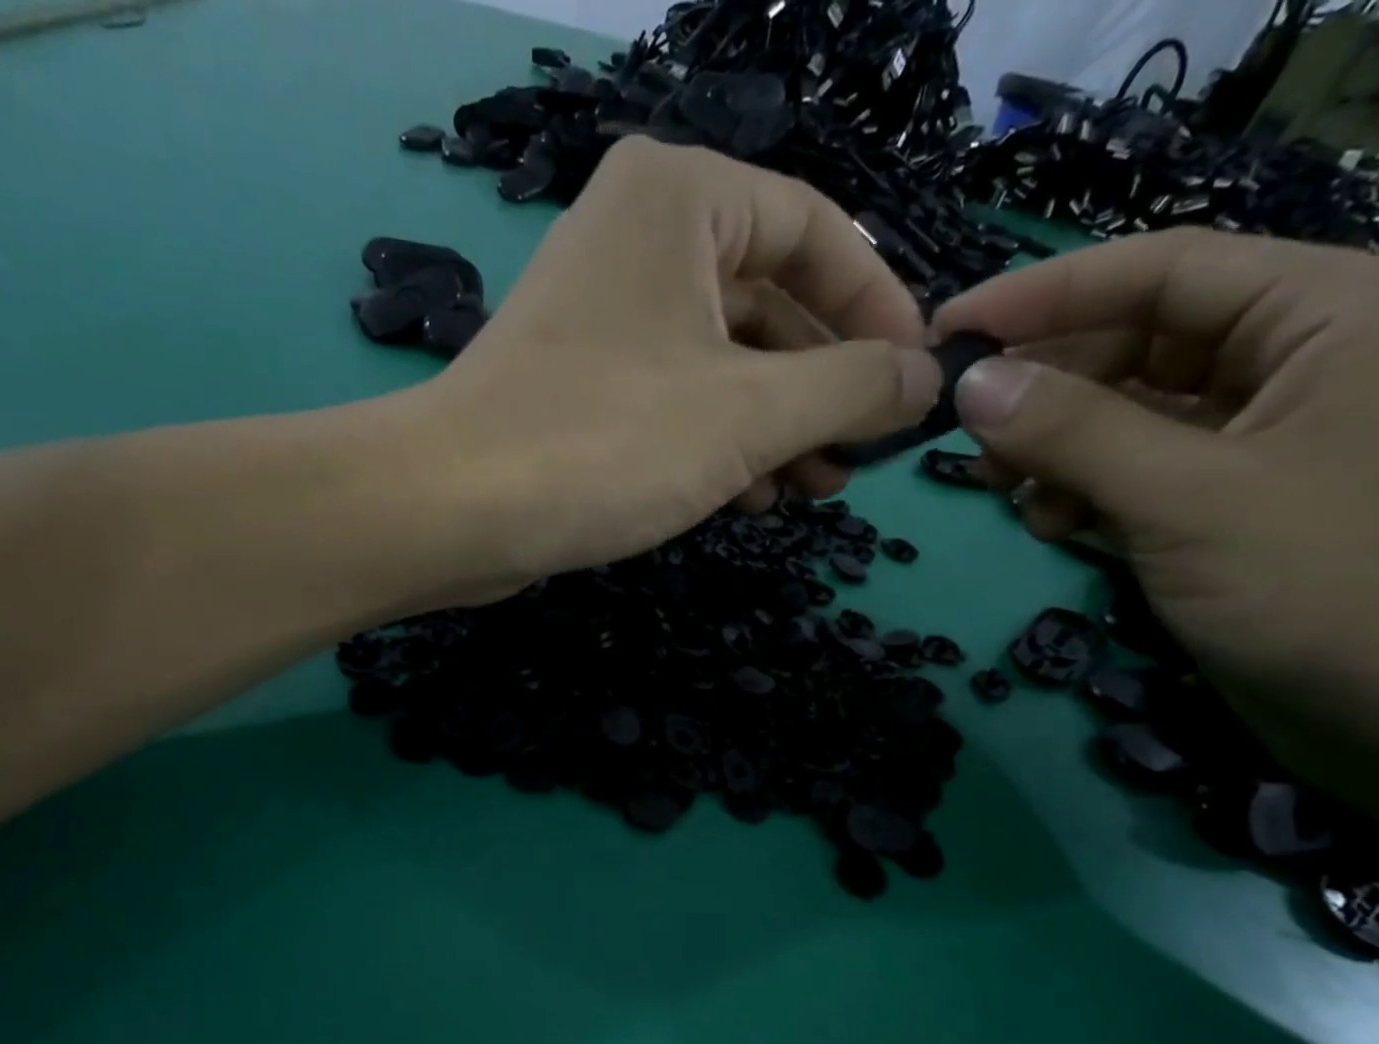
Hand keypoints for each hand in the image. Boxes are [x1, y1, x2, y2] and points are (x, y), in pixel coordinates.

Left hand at [409, 137, 940, 601]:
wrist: (454, 510)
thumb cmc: (608, 440)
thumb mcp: (751, 412)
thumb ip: (851, 388)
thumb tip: (924, 379)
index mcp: (681, 198)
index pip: (817, 232)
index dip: (877, 308)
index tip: (913, 382)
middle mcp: (639, 239)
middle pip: (769, 303)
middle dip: (821, 387)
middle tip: (859, 458)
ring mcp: (605, 317)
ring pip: (723, 362)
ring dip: (776, 427)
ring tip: (814, 489)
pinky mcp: (581, 385)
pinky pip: (676, 400)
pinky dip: (720, 443)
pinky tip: (752, 495)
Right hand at [932, 230, 1378, 798]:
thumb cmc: (1324, 586)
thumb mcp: (1182, 499)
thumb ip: (1071, 432)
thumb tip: (970, 384)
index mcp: (1326, 314)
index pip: (1162, 271)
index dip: (1044, 295)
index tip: (948, 329)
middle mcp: (1300, 357)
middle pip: (1138, 343)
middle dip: (1046, 391)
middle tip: (965, 436)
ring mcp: (1266, 433)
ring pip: (1129, 412)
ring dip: (1056, 449)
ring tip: (1005, 493)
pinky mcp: (1234, 498)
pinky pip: (1138, 469)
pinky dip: (1085, 491)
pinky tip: (1055, 526)